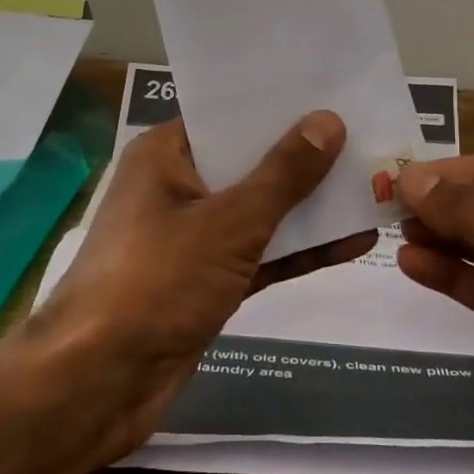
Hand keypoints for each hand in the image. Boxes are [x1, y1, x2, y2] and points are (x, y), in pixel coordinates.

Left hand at [28, 113, 376, 464]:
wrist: (100, 382)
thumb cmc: (157, 280)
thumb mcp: (229, 221)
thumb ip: (283, 174)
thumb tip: (329, 120)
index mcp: (166, 155)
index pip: (229, 115)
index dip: (280, 105)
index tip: (334, 91)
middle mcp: (177, 188)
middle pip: (249, 162)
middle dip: (306, 155)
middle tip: (369, 135)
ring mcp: (193, 238)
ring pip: (260, 211)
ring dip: (310, 205)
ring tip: (374, 184)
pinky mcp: (207, 281)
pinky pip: (260, 254)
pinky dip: (299, 249)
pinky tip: (354, 240)